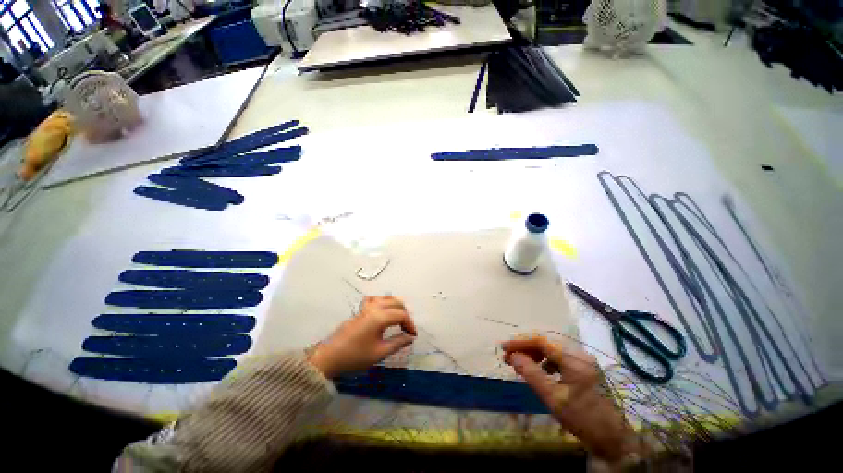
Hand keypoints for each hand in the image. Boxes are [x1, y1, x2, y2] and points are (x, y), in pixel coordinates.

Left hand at [308, 296, 416, 378]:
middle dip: (405, 314)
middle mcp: (374, 307)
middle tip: (407, 328)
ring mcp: (366, 307)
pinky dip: (384, 302)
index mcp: (379, 317)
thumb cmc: (355, 356)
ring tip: (400, 318)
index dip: (410, 324)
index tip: (413, 336)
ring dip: (396, 306)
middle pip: (396, 303)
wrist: (330, 357)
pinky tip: (384, 309)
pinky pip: (376, 299)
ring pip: (387, 298)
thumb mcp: (379, 353)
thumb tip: (411, 337)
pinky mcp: (360, 310)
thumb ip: (398, 343)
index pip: (401, 315)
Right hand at [502, 336, 639, 461]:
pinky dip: (545, 360)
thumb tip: (513, 356)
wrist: (615, 439)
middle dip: (525, 347)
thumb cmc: (584, 420)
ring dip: (534, 353)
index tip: (503, 347)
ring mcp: (584, 360)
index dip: (520, 342)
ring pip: (552, 349)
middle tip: (509, 356)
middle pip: (546, 342)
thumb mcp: (554, 399)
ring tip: (520, 363)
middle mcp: (580, 354)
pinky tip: (540, 370)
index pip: (541, 341)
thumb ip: (532, 374)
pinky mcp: (585, 368)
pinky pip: (559, 357)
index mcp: (574, 360)